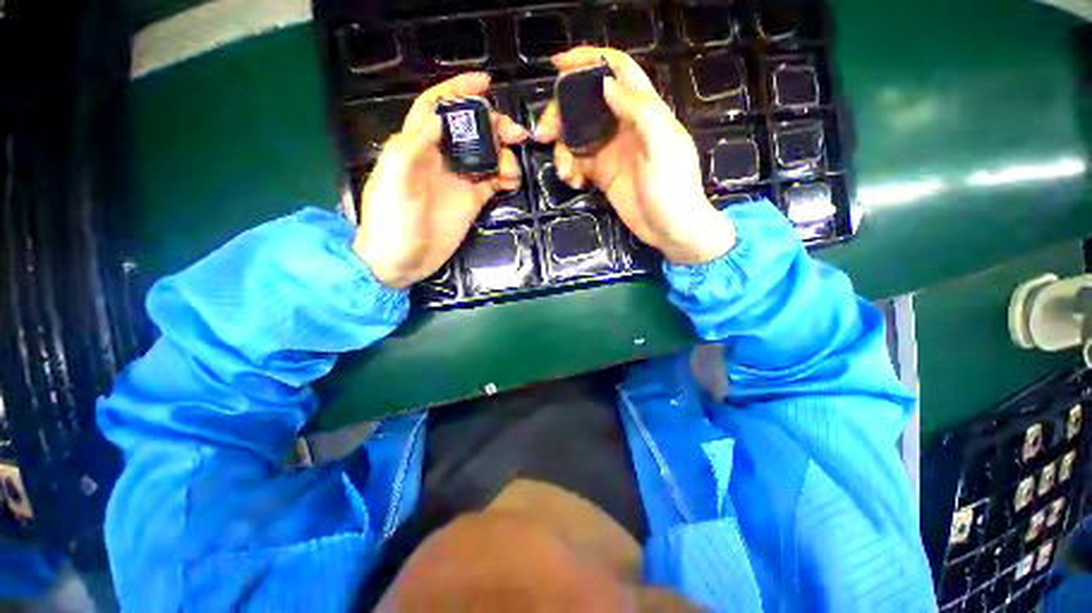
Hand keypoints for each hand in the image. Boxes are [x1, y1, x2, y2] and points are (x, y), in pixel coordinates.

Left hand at [355, 73, 527, 287]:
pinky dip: (505, 178)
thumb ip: (414, 146)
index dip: (458, 91)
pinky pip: (492, 182)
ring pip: (486, 156)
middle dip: (493, 125)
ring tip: (512, 169)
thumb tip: (441, 118)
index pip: (437, 108)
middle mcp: (440, 159)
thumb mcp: (395, 180)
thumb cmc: (391, 221)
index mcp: (417, 147)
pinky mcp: (471, 202)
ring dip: (503, 155)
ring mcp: (458, 181)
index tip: (485, 84)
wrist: (400, 261)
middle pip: (470, 131)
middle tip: (514, 134)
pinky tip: (512, 182)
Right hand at [534, 47, 735, 264]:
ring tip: (566, 173)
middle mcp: (624, 126)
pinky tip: (575, 183)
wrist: (671, 229)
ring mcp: (612, 151)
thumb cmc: (673, 188)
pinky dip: (571, 169)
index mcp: (644, 110)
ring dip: (564, 150)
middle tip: (544, 135)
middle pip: (586, 104)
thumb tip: (605, 85)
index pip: (616, 70)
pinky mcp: (603, 174)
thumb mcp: (662, 145)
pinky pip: (579, 163)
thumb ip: (639, 110)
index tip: (558, 66)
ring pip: (577, 136)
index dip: (588, 60)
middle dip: (561, 114)